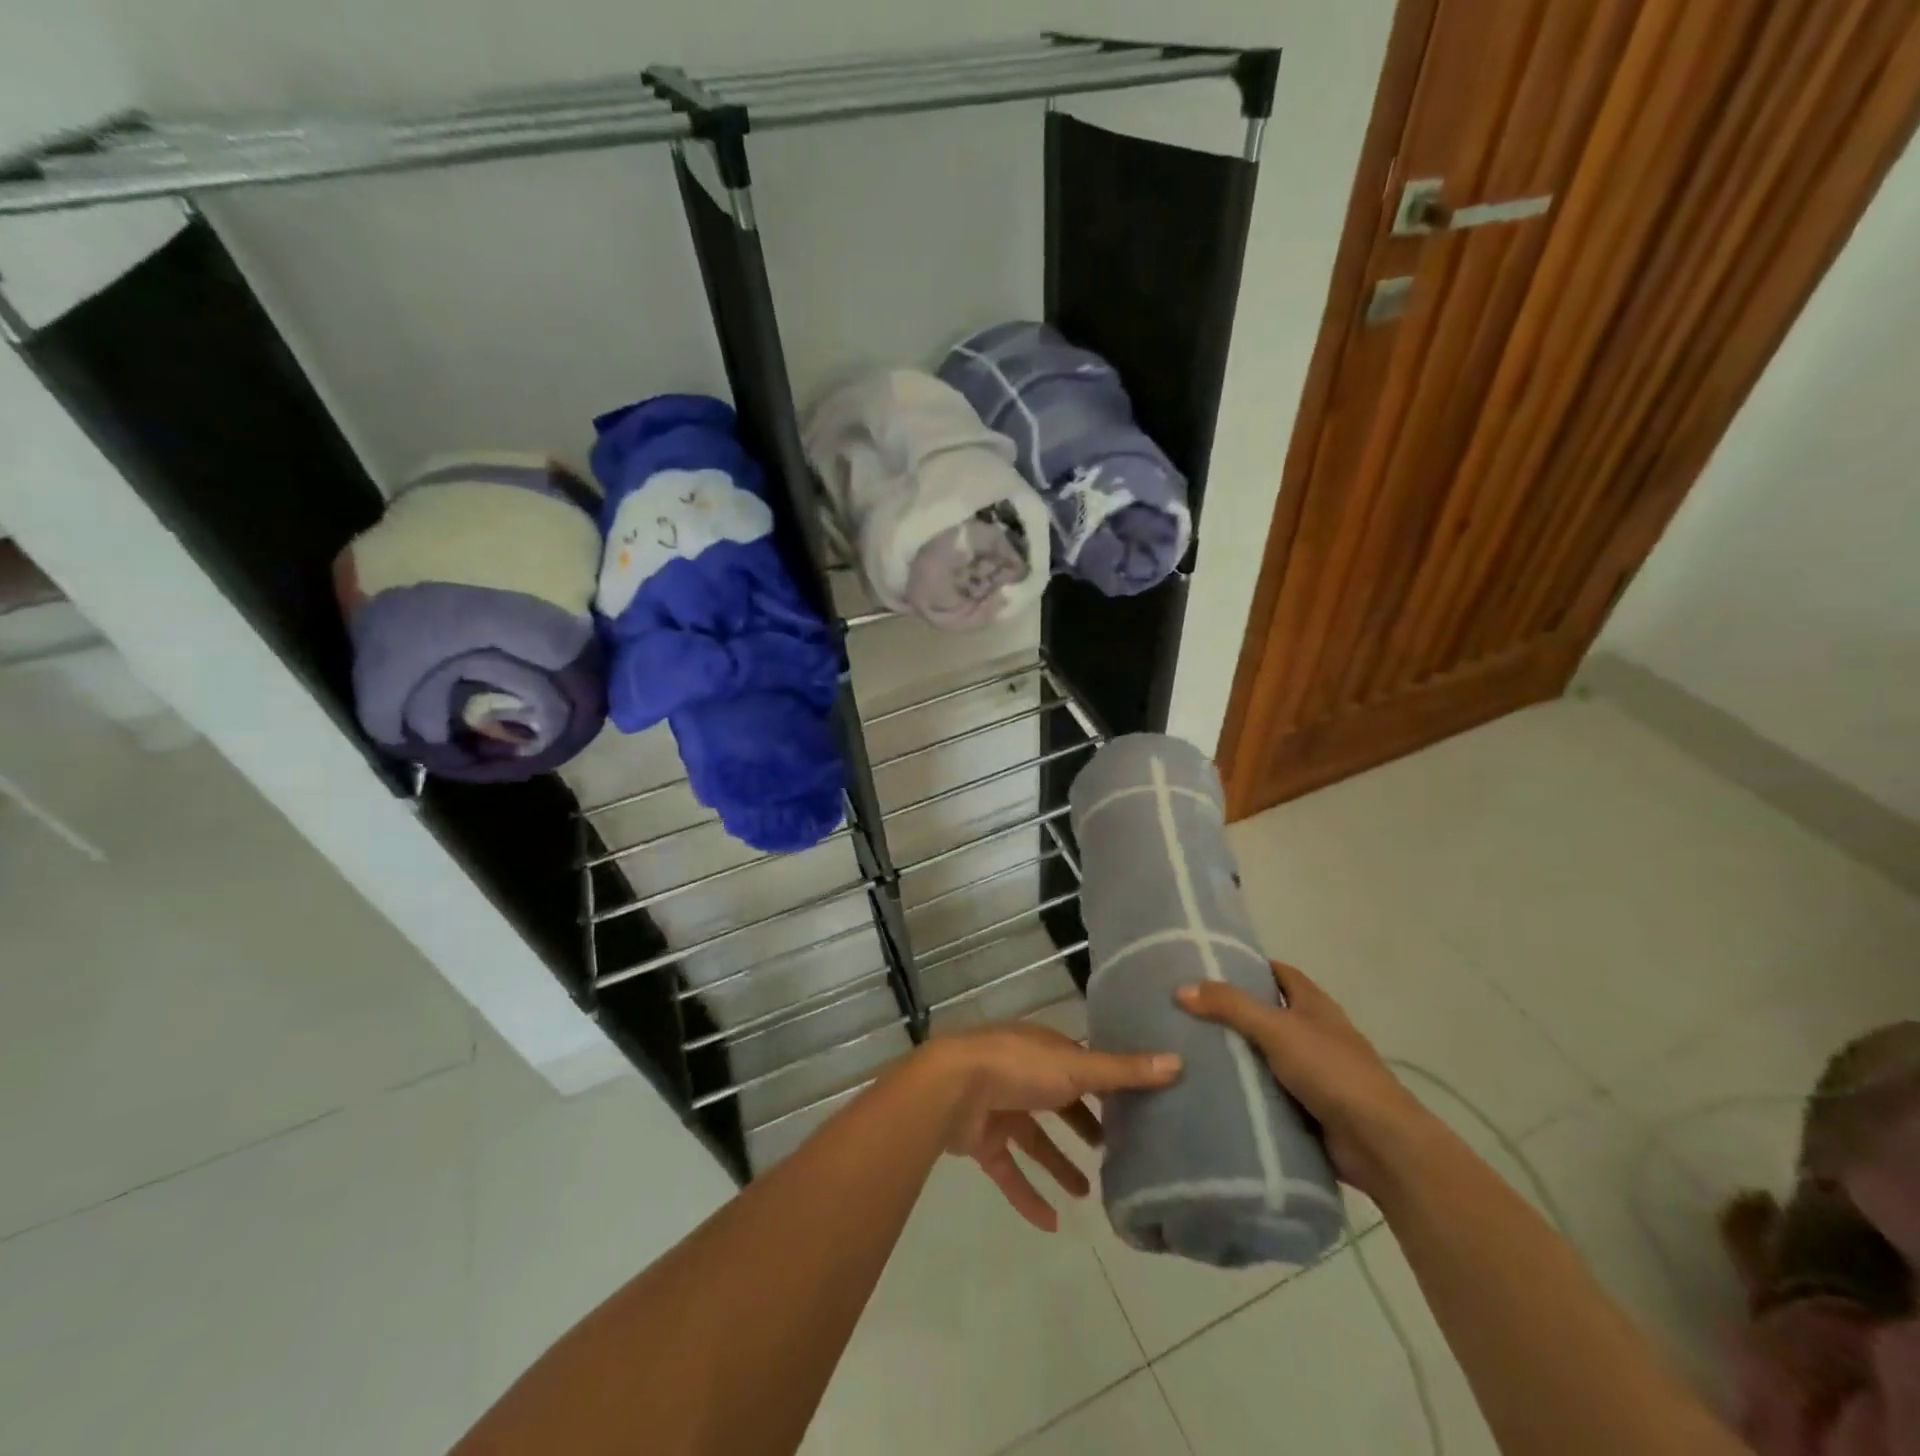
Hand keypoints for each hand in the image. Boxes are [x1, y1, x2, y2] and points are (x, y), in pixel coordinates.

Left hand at [919, 1024, 1180, 1231]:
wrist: (951, 1088)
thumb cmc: (1018, 1068)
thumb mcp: (1076, 1068)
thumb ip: (1123, 1072)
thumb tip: (1179, 1062)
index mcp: (1044, 1050)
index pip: (1081, 1066)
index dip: (1106, 1087)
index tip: (1136, 1110)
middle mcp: (1022, 1074)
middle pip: (1059, 1102)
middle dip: (1083, 1125)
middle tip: (1113, 1152)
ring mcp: (999, 1106)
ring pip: (1035, 1139)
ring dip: (1059, 1164)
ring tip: (1089, 1194)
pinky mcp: (982, 1139)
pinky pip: (1009, 1171)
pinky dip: (1028, 1195)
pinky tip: (1051, 1224)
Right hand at [1177, 961, 1427, 1198]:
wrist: (1379, 1143)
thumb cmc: (1332, 1071)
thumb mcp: (1276, 1029)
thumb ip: (1230, 1006)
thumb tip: (1180, 989)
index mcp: (1314, 1005)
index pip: (1278, 973)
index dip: (1248, 966)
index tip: (1208, 966)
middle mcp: (1315, 1033)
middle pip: (1267, 1013)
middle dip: (1232, 1011)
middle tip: (1186, 1009)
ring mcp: (1314, 1072)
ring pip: (1265, 1054)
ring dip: (1236, 1054)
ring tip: (1186, 1048)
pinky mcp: (1308, 1108)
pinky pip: (1268, 1091)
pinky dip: (1245, 1090)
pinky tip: (1211, 1089)